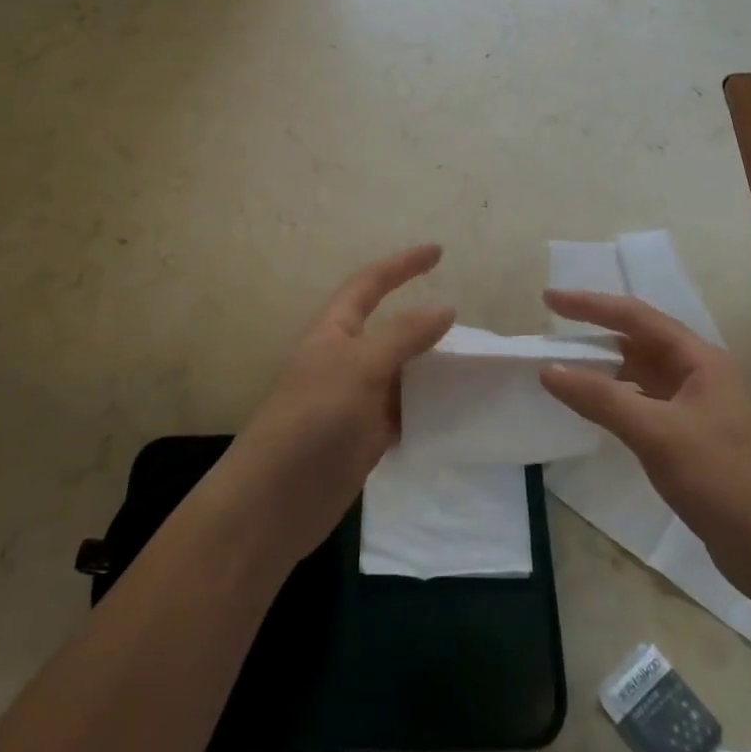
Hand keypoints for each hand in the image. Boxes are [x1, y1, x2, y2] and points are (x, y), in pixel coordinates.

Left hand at [216, 245, 454, 566]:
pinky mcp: (364, 438)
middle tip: (471, 328)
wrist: (275, 500)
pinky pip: (403, 412)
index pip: (370, 284)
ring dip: (432, 369)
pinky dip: (429, 408)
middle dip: (425, 324)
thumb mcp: (360, 366)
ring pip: (401, 373)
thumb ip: (404, 336)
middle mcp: (344, 360)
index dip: (402, 265)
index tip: (439, 252)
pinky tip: (458, 411)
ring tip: (475, 368)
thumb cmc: (313, 418)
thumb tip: (445, 308)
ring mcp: (354, 400)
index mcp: (333, 331)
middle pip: (390, 330)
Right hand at [539, 290, 750, 603]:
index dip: (590, 305)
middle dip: (595, 335)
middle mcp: (700, 377)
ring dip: (605, 370)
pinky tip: (595, 412)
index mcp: (699, 361)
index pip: (636, 317)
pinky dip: (616, 402)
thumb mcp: (657, 434)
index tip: (549, 299)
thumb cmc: (723, 480)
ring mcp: (698, 410)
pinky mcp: (693, 442)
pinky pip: (645, 406)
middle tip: (551, 336)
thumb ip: (601, 398)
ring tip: (564, 370)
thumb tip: (548, 370)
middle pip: (639, 343)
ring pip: (642, 376)